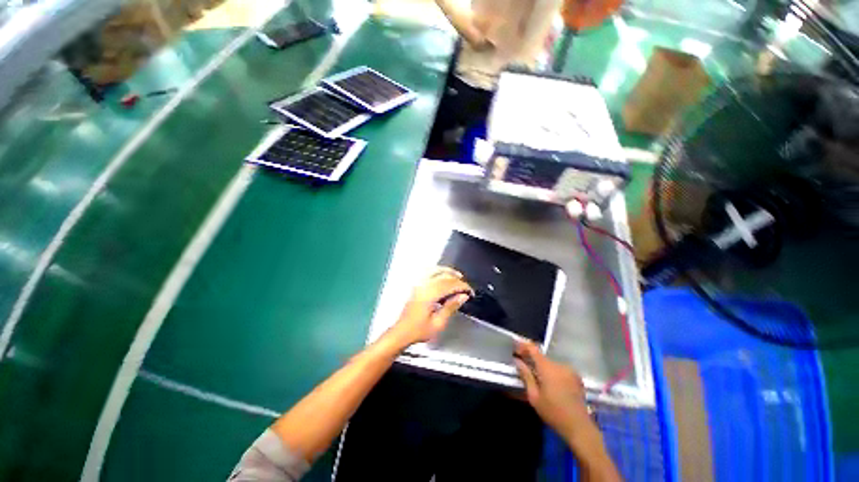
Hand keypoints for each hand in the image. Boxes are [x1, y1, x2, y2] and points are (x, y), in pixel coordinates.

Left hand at [385, 267, 472, 349]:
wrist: (402, 332)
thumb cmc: (418, 330)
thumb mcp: (438, 323)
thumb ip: (451, 307)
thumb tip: (462, 297)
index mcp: (429, 295)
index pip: (450, 284)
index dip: (462, 286)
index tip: (470, 292)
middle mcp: (423, 286)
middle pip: (443, 276)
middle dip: (457, 280)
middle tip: (466, 287)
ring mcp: (418, 285)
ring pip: (435, 270)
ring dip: (448, 271)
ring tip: (458, 276)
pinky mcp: (416, 286)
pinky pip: (429, 272)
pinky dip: (438, 271)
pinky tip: (444, 275)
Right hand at [514, 340, 592, 444]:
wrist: (579, 427)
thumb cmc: (553, 412)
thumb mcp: (534, 396)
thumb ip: (525, 376)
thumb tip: (517, 361)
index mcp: (548, 368)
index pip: (533, 349)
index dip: (523, 345)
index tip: (515, 348)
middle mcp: (559, 365)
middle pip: (542, 356)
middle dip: (531, 358)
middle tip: (523, 364)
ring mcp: (569, 370)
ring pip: (551, 363)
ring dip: (542, 366)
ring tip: (536, 376)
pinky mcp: (576, 377)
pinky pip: (559, 369)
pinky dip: (552, 371)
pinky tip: (550, 383)